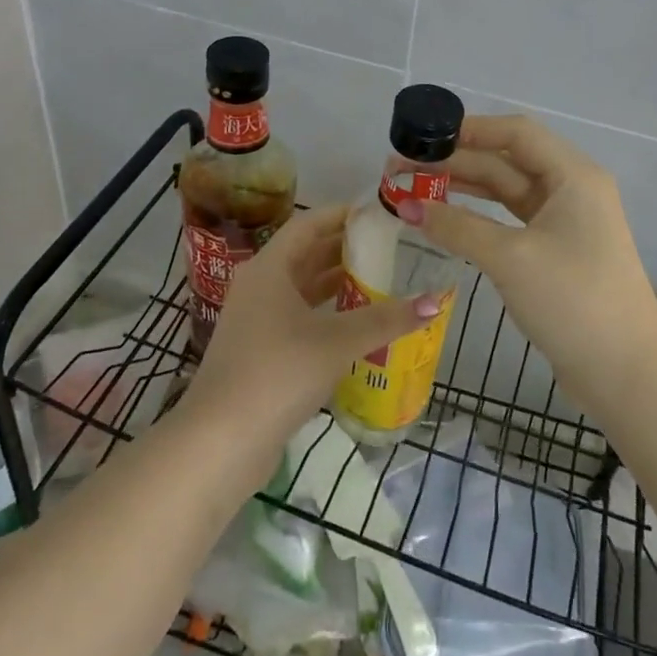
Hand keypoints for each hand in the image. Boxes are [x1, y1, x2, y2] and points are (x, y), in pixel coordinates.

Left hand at [186, 205, 440, 451]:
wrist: (221, 441)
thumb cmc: (278, 373)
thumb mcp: (337, 341)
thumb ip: (385, 319)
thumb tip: (435, 301)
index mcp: (269, 268)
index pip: (308, 225)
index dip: (343, 215)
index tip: (379, 214)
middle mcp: (259, 286)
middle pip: (306, 255)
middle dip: (346, 250)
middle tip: (390, 247)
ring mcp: (256, 321)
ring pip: (303, 290)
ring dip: (338, 285)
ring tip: (382, 281)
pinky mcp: (260, 352)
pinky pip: (299, 319)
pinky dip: (327, 315)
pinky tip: (358, 326)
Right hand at [395, 115, 656, 416]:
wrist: (626, 373)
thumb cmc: (574, 300)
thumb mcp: (511, 258)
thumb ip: (456, 226)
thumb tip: (406, 205)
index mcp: (572, 175)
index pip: (515, 133)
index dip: (468, 129)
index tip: (423, 137)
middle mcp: (570, 189)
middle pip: (505, 161)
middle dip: (454, 163)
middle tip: (401, 170)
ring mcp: (563, 222)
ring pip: (504, 191)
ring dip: (460, 188)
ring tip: (411, 190)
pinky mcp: (554, 251)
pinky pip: (508, 220)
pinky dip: (475, 217)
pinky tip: (442, 219)